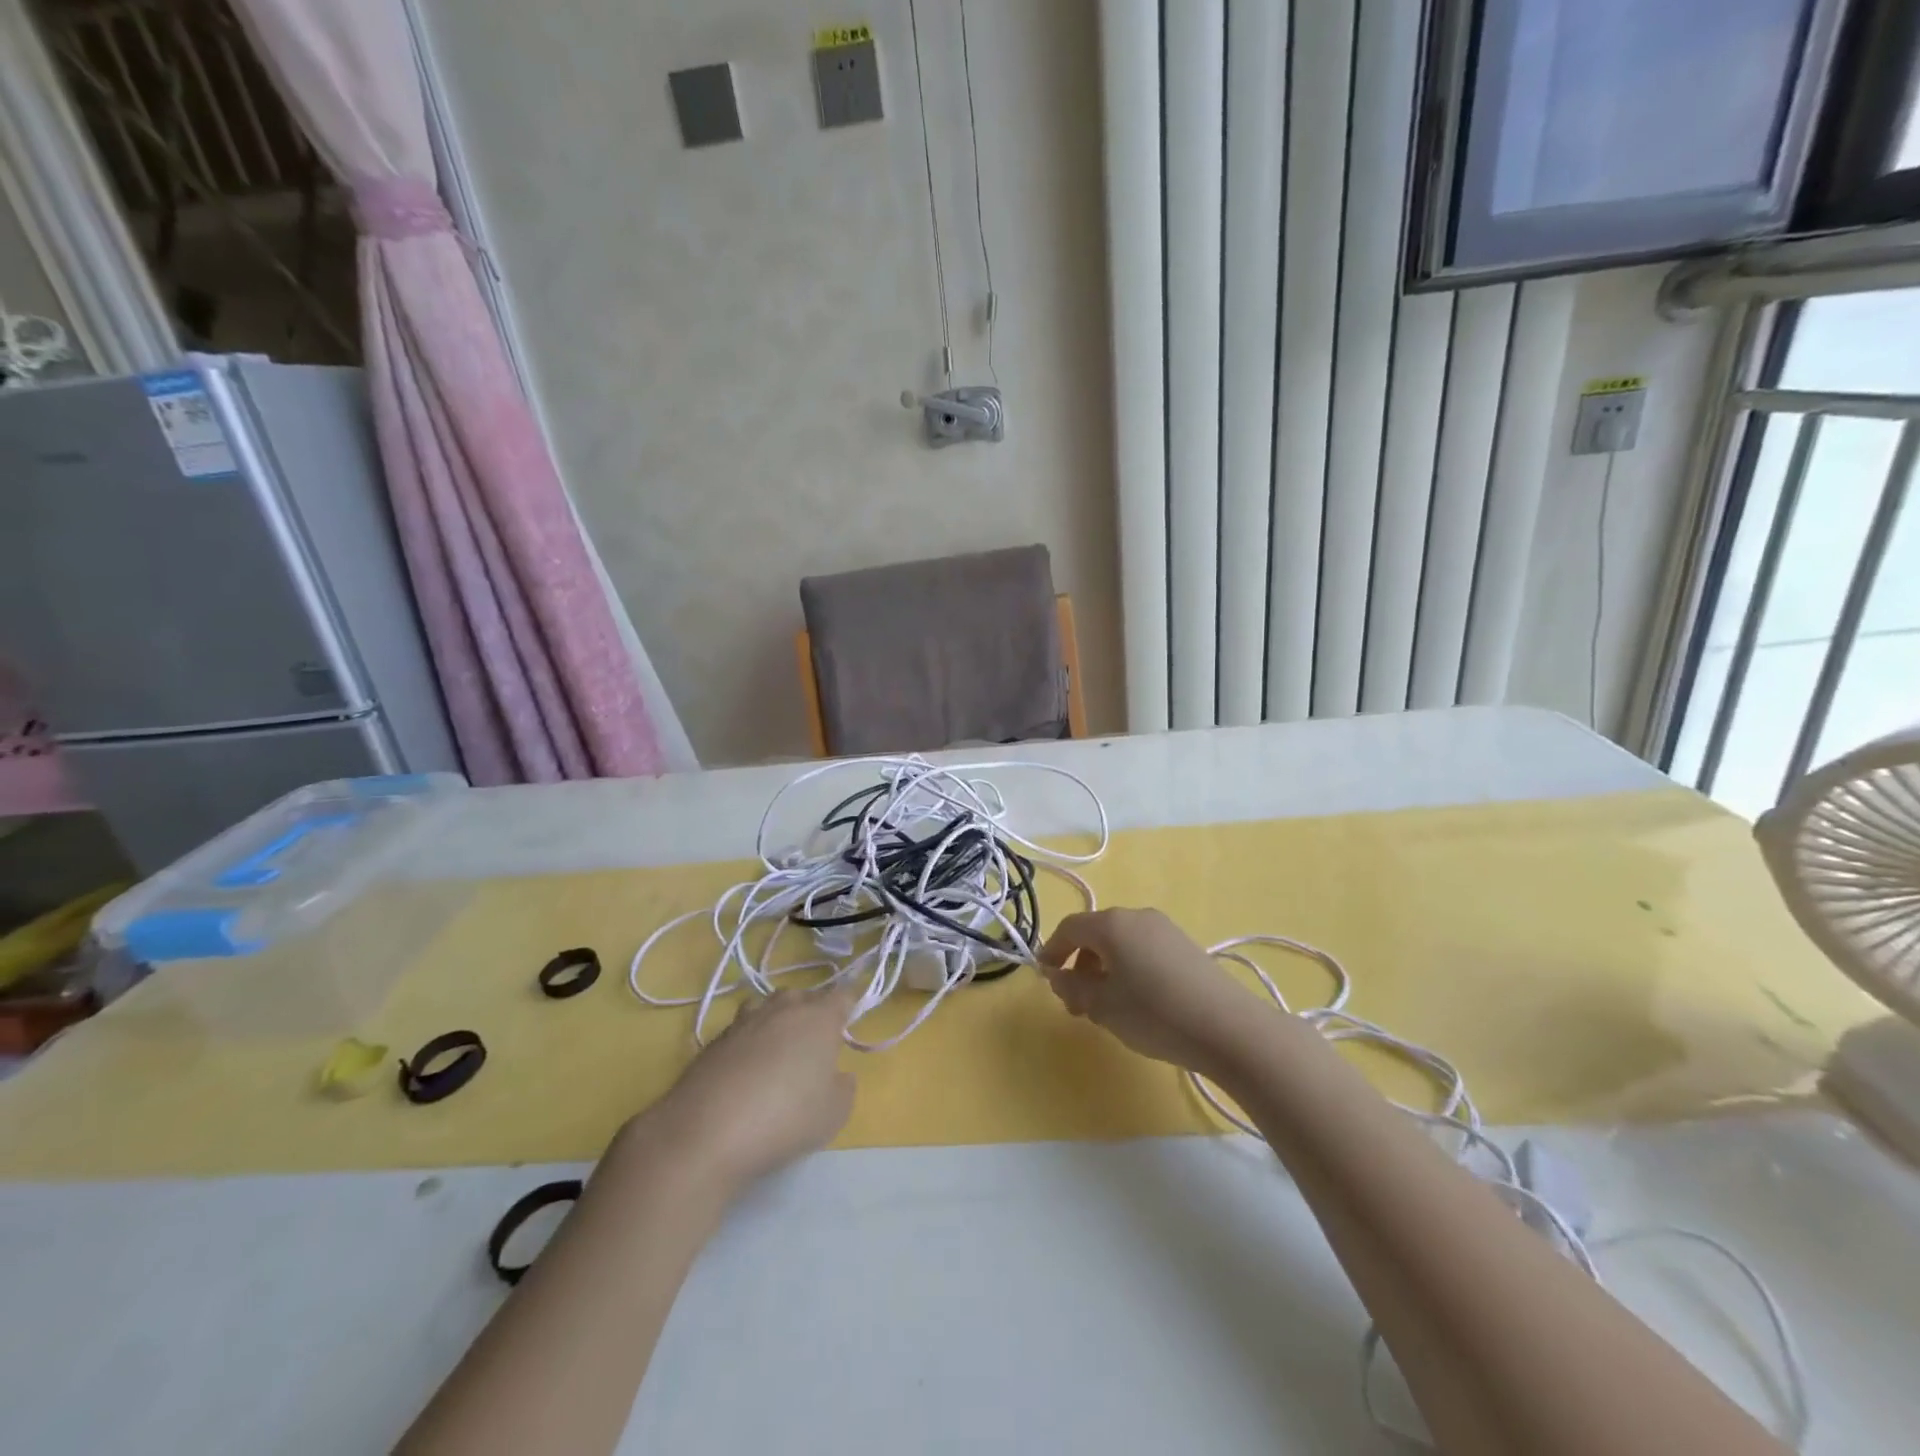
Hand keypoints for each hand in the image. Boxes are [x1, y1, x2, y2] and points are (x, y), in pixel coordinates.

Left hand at [628, 983, 858, 1194]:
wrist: (706, 1132)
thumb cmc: (785, 1118)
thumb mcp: (834, 1113)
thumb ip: (843, 1086)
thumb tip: (835, 1074)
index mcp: (819, 1017)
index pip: (843, 995)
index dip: (849, 1006)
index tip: (849, 1023)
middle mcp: (783, 1008)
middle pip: (803, 998)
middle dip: (812, 1013)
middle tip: (815, 1045)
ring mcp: (744, 1021)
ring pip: (769, 1009)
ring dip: (777, 1023)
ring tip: (778, 1054)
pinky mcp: (714, 1041)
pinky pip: (742, 1032)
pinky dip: (749, 1044)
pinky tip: (746, 1074)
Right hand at [1039, 908, 1265, 1075]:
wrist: (1229, 1028)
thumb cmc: (1155, 1013)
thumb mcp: (1104, 1006)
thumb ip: (1073, 988)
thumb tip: (1056, 976)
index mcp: (1112, 924)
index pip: (1070, 928)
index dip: (1052, 950)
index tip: (1044, 977)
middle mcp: (1137, 916)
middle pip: (1096, 934)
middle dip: (1079, 965)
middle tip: (1075, 1004)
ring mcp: (1165, 929)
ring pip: (1120, 943)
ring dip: (1104, 969)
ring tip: (1105, 1008)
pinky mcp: (1185, 946)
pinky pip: (1143, 950)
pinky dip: (1128, 968)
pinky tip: (1136, 1001)